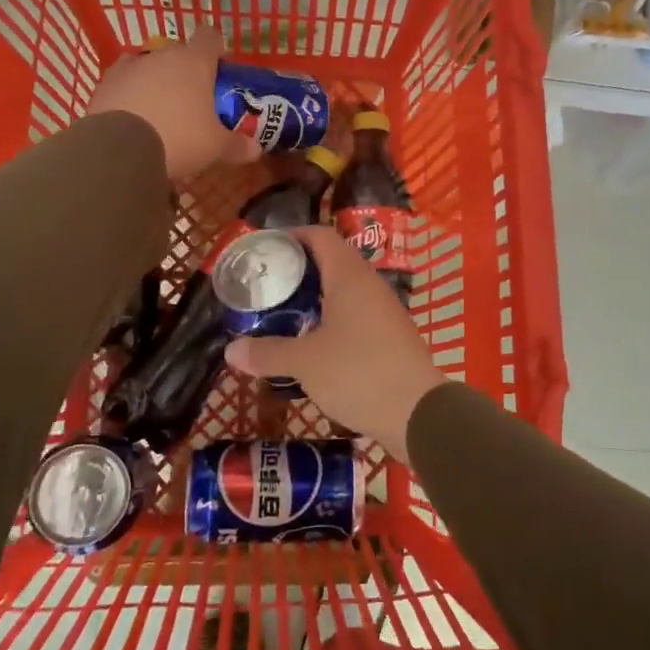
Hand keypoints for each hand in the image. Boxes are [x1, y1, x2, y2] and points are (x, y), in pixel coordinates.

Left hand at [86, 26, 262, 180]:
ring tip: (160, 111)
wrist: (119, 150)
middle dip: (186, 71)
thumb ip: (237, 145)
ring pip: (148, 66)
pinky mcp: (103, 85)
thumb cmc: (179, 139)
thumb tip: (256, 150)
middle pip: (178, 53)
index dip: (217, 49)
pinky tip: (134, 118)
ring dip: (155, 82)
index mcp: (194, 62)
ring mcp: (128, 68)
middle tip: (193, 99)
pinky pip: (123, 84)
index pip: (210, 37)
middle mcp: (161, 56)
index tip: (220, 67)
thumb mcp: (215, 147)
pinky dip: (130, 95)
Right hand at [224, 226, 444, 463]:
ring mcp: (385, 311)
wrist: (419, 413)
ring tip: (283, 314)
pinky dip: (332, 321)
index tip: (265, 248)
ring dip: (315, 299)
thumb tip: (230, 351)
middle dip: (299, 270)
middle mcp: (370, 285)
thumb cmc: (359, 373)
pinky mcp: (391, 338)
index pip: (321, 236)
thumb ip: (268, 353)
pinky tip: (313, 345)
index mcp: (350, 276)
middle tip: (267, 285)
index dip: (292, 236)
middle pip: (332, 262)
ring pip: (345, 292)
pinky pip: (356, 316)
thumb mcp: (305, 363)